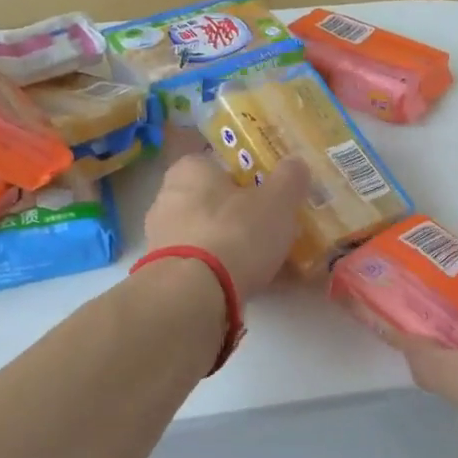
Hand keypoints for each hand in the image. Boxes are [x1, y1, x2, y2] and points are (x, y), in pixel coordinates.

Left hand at [141, 146, 309, 298]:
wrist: (193, 294)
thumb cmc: (235, 233)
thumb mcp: (277, 201)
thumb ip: (290, 178)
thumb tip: (296, 163)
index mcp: (190, 169)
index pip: (219, 164)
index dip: (247, 178)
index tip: (270, 196)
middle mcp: (167, 198)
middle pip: (213, 202)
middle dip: (240, 215)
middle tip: (272, 230)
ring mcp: (161, 238)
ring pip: (207, 236)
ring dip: (232, 247)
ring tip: (266, 264)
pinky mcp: (163, 273)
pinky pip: (201, 266)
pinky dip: (222, 272)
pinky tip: (249, 286)